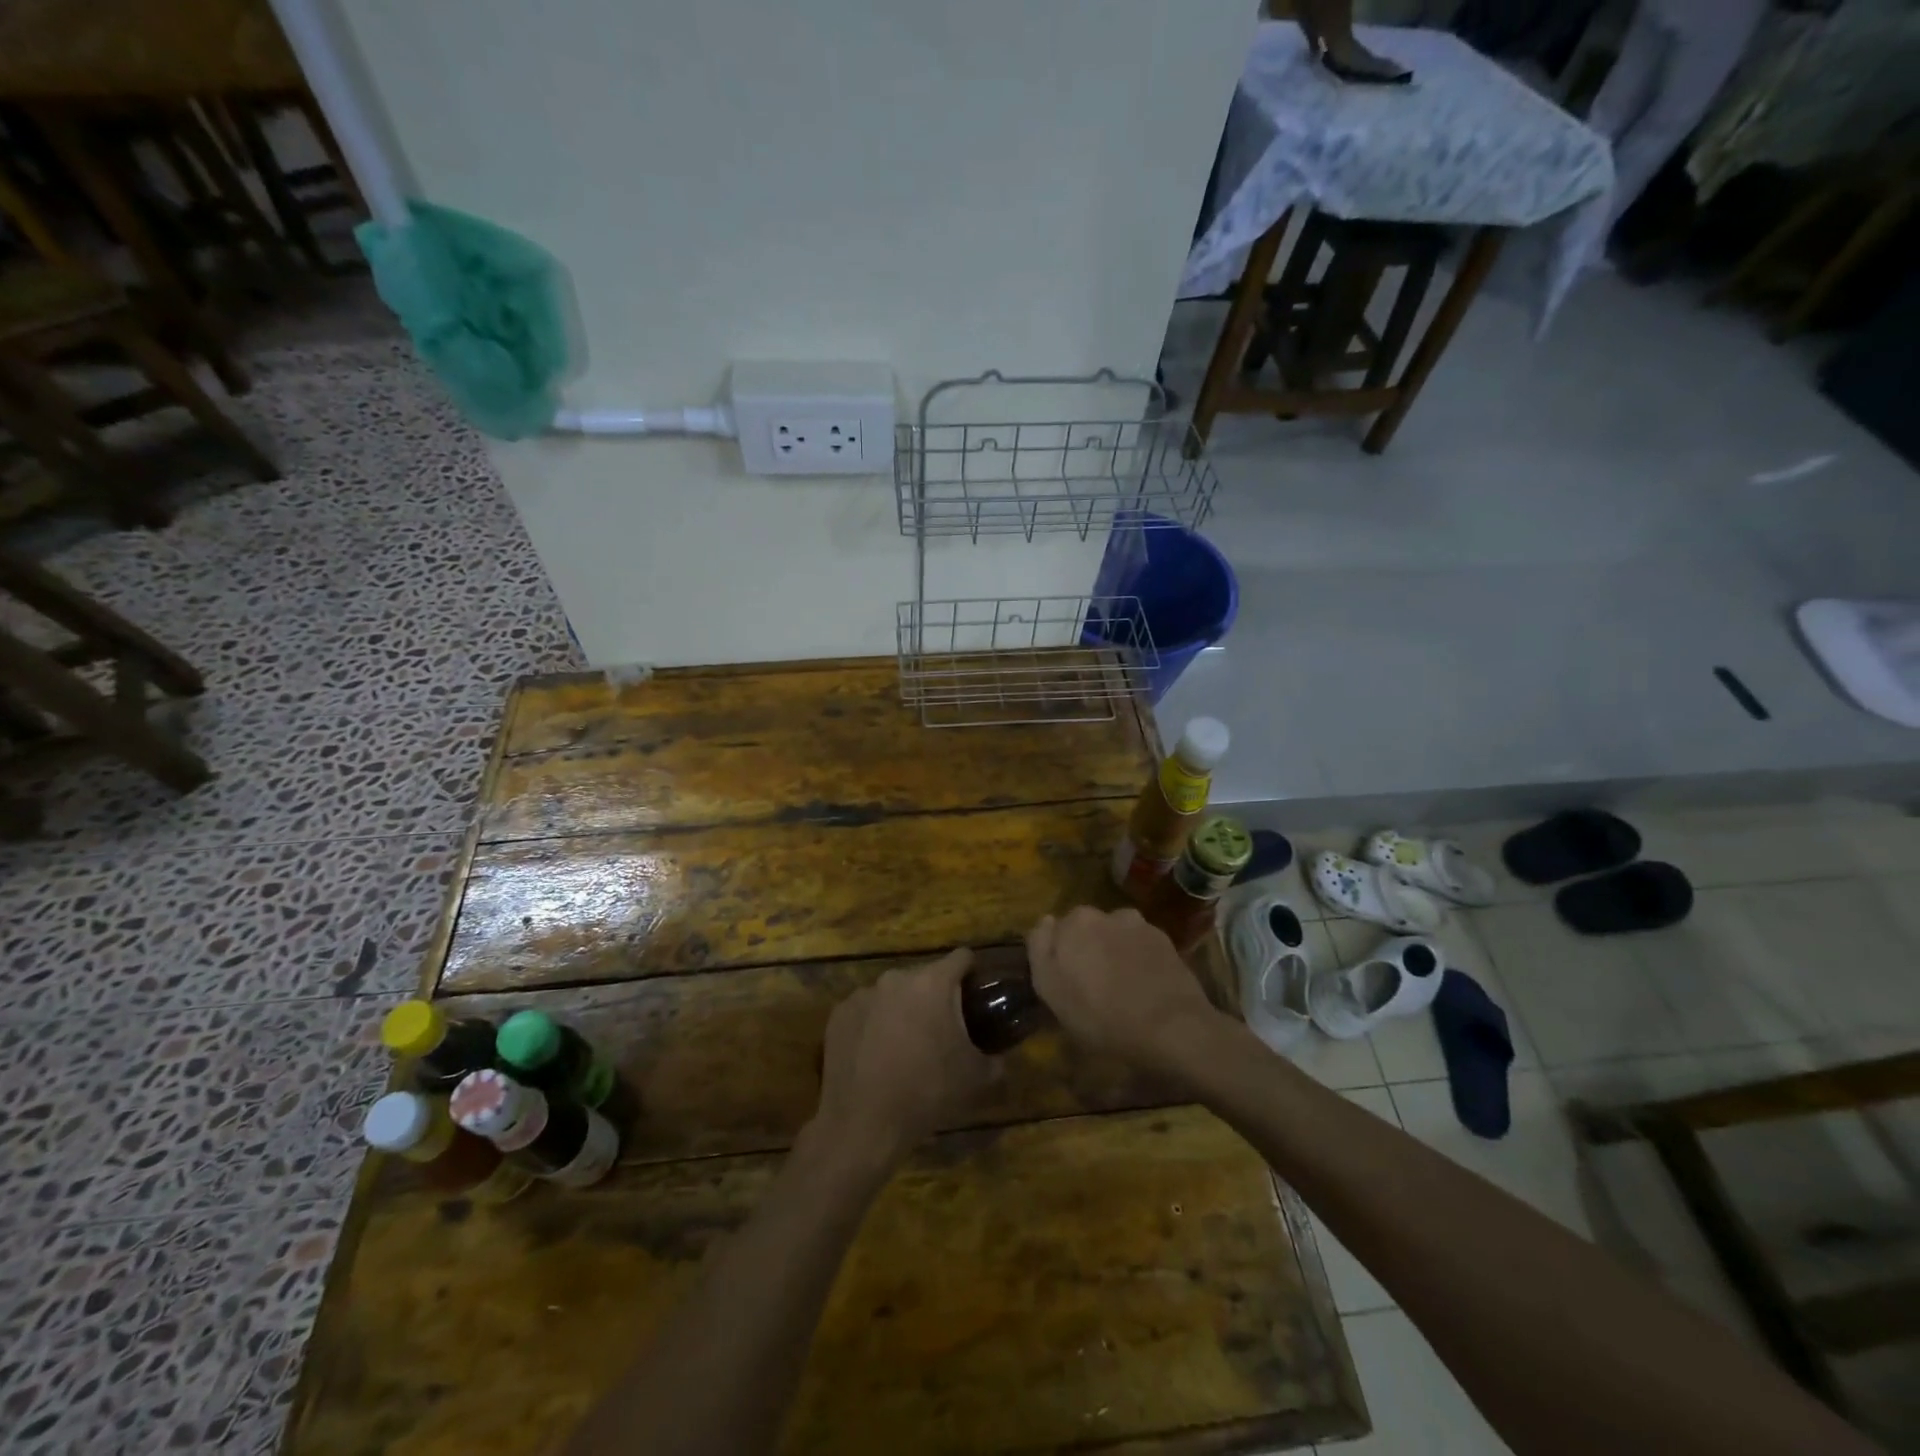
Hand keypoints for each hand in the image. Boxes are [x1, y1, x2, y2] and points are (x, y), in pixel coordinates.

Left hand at [811, 949, 1001, 1166]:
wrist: (863, 1122)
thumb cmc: (926, 1092)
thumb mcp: (976, 1078)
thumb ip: (997, 1059)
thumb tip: (1001, 1056)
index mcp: (933, 983)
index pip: (962, 958)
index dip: (973, 973)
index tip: (976, 995)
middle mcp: (896, 978)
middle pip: (925, 977)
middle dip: (936, 997)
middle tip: (941, 1031)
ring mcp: (863, 993)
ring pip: (894, 993)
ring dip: (903, 1010)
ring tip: (905, 1046)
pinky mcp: (840, 1013)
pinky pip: (866, 1010)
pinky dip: (874, 1024)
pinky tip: (875, 1055)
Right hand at [1026, 906, 1224, 1075]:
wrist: (1171, 1027)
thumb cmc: (1101, 1015)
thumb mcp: (1052, 991)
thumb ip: (1040, 949)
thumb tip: (1045, 921)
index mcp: (1073, 922)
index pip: (1054, 931)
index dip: (1058, 956)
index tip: (1064, 981)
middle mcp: (1104, 913)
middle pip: (1086, 929)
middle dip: (1086, 949)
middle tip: (1091, 985)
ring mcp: (1138, 924)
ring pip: (1114, 935)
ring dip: (1113, 951)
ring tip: (1121, 985)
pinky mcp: (1164, 940)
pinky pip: (1140, 945)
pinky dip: (1138, 958)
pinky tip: (1143, 985)